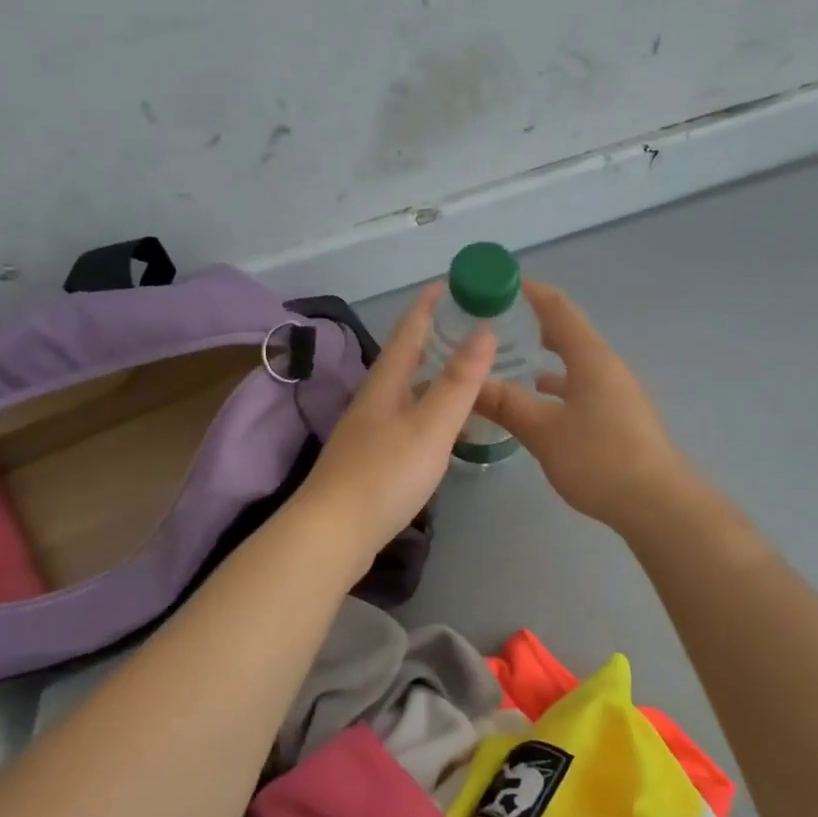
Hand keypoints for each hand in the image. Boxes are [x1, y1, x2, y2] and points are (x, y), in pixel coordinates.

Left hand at [302, 283, 494, 555]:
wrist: (333, 533)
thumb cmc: (385, 475)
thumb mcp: (430, 425)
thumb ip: (459, 381)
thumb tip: (484, 329)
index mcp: (385, 386)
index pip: (407, 333)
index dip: (427, 307)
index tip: (446, 283)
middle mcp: (372, 402)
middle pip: (401, 361)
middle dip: (428, 338)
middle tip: (462, 326)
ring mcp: (366, 433)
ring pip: (401, 392)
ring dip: (426, 375)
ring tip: (455, 371)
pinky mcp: (368, 462)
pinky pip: (401, 420)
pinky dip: (422, 409)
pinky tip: (433, 425)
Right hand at [476, 280, 692, 533]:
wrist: (656, 504)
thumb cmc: (599, 458)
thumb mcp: (543, 431)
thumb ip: (506, 404)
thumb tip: (470, 384)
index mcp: (590, 358)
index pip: (557, 308)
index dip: (528, 291)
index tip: (497, 283)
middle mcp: (606, 367)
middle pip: (567, 332)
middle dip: (532, 323)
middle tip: (494, 323)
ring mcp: (616, 393)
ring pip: (574, 363)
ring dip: (544, 357)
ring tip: (508, 360)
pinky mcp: (619, 418)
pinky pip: (581, 388)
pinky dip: (556, 386)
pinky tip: (538, 403)